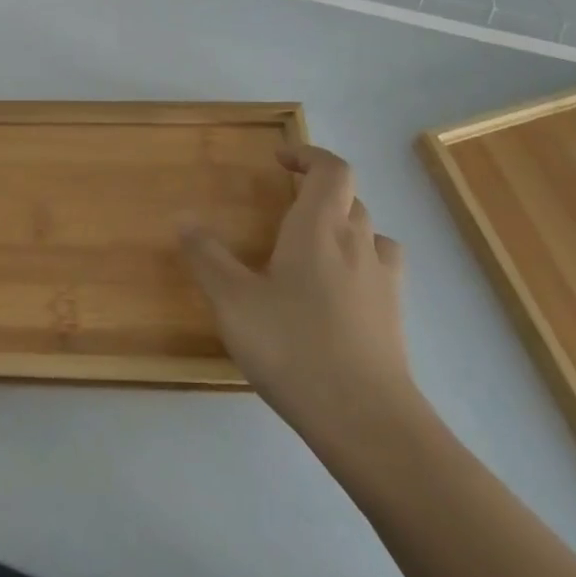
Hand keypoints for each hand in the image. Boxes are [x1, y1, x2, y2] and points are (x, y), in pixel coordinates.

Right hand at [181, 143, 418, 453]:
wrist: (367, 421)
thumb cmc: (293, 346)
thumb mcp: (232, 301)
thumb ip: (206, 256)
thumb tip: (182, 218)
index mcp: (320, 228)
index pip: (331, 170)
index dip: (309, 155)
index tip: (280, 159)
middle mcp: (357, 244)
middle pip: (349, 198)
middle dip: (318, 191)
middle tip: (283, 205)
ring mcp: (383, 282)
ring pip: (369, 233)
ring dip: (343, 226)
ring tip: (310, 246)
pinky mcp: (393, 318)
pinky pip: (379, 270)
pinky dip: (357, 264)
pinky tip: (333, 293)